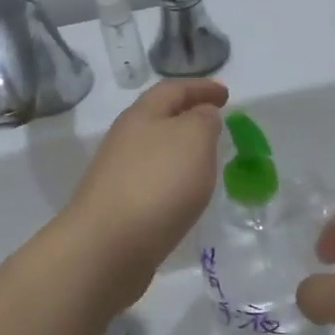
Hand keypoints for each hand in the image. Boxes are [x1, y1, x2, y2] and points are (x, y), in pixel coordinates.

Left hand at [62, 79, 227, 307]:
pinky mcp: (118, 207)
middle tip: (216, 125)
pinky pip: (151, 182)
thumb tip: (201, 116)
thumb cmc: (157, 184)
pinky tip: (184, 196)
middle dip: (187, 117)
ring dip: (179, 150)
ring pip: (154, 151)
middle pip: (158, 118)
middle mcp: (124, 139)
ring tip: (206, 161)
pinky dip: (171, 180)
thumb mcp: (193, 139)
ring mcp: (117, 174)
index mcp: (141, 115)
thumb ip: (203, 121)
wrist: (108, 246)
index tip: (226, 94)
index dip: (201, 87)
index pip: (173, 89)